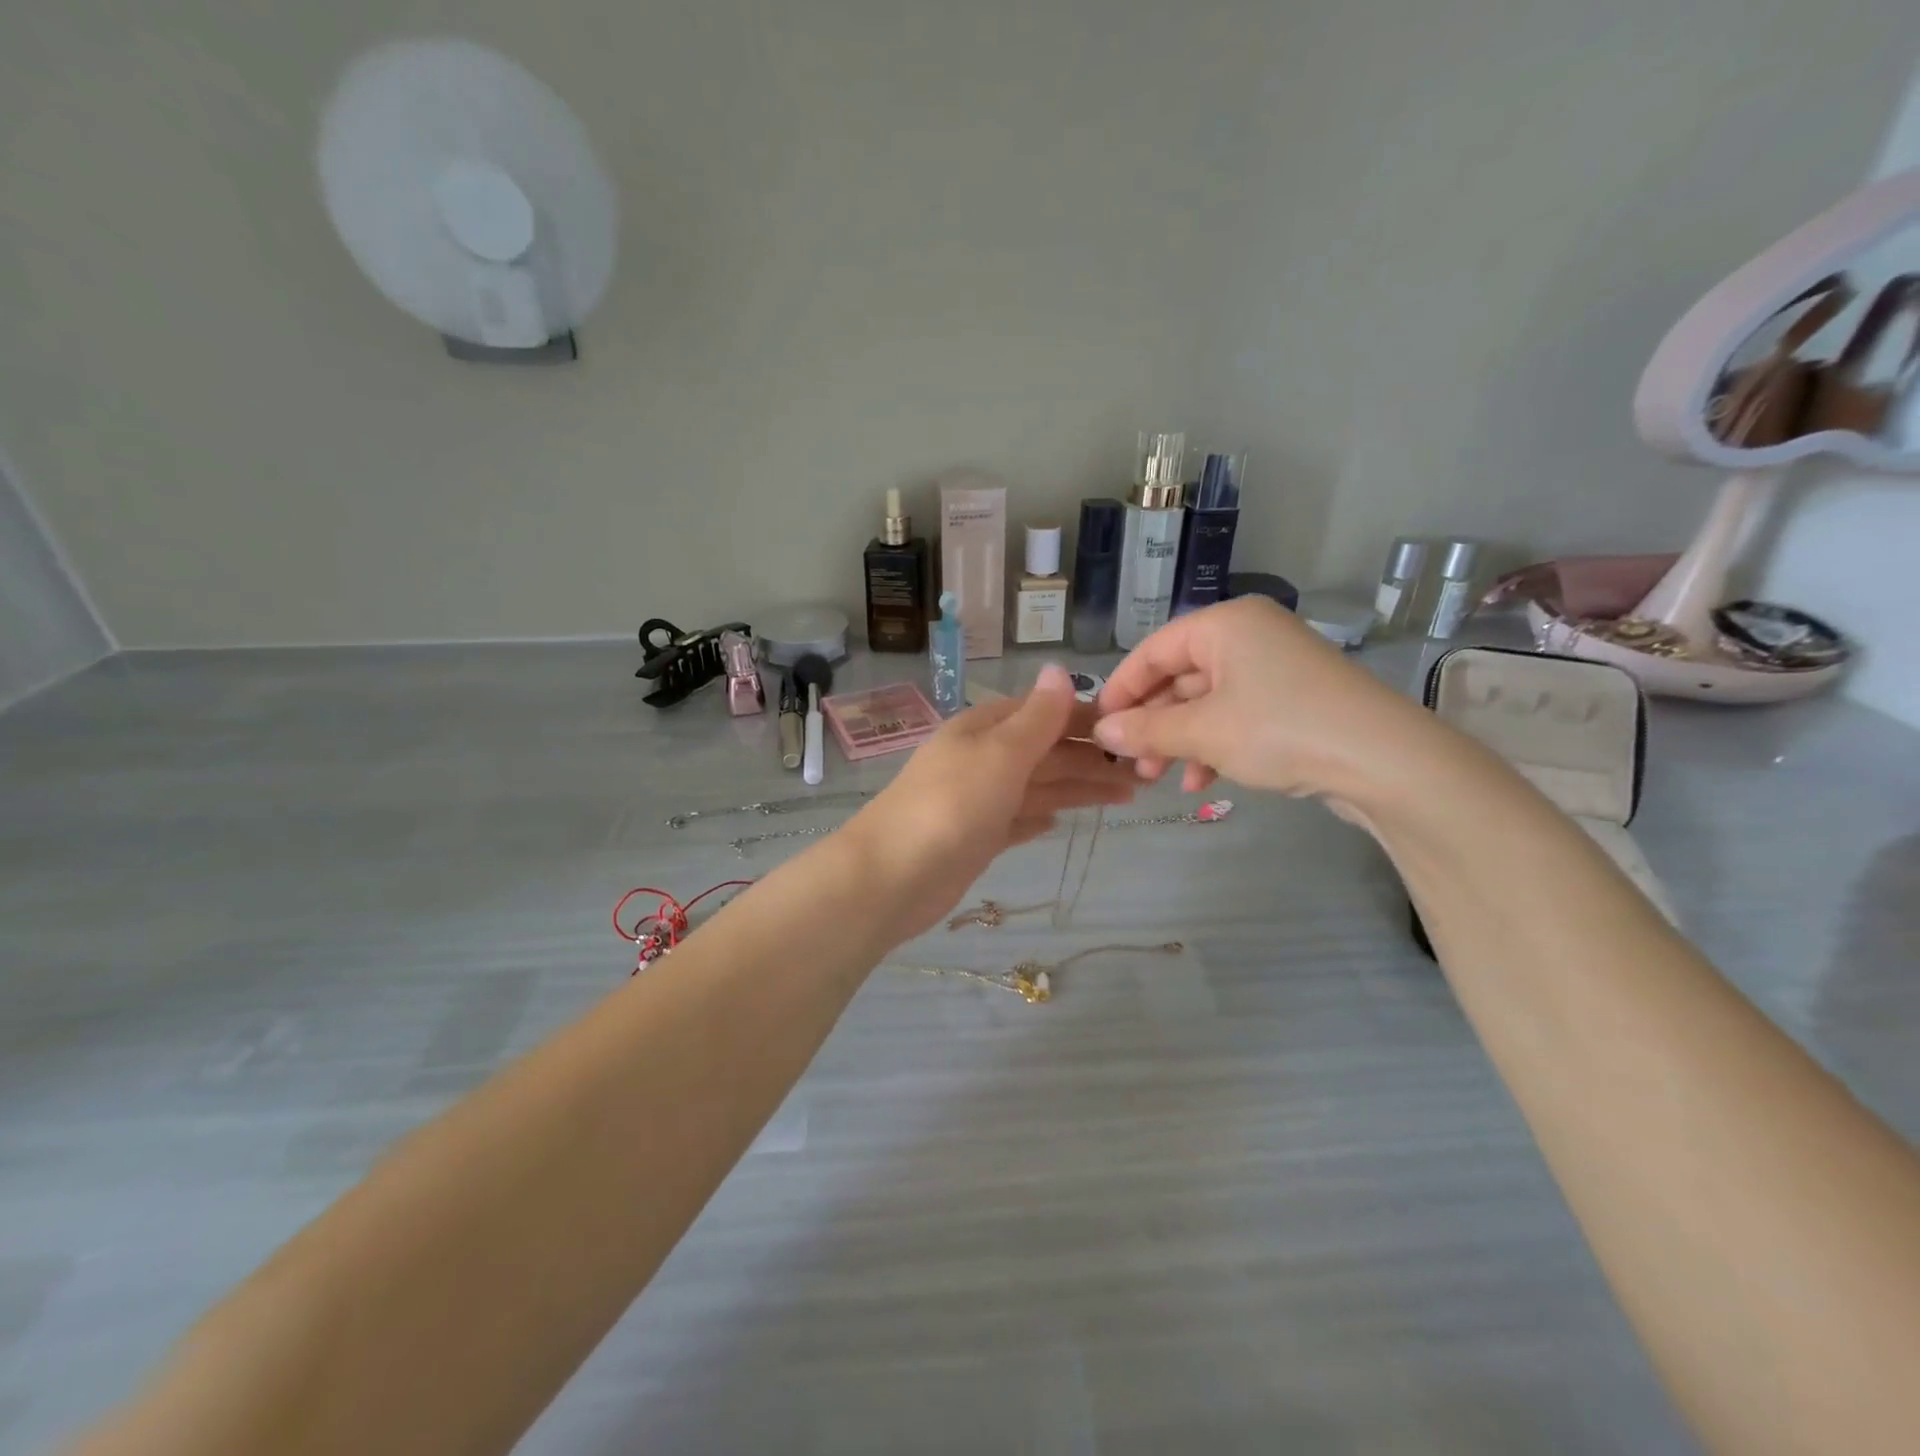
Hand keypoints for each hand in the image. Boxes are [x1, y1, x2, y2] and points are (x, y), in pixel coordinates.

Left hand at [843, 665, 1138, 941]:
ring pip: (1040, 786)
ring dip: (1080, 788)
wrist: (893, 876)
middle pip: (1047, 752)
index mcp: (985, 729)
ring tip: (1128, 795)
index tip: (1132, 729)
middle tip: (1146, 773)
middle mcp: (983, 759)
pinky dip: (1040, 817)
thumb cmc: (951, 805)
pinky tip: (1060, 821)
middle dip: (1093, 759)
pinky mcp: (977, 838)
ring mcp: (979, 800)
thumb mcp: (1000, 752)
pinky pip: (1018, 820)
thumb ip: (1036, 717)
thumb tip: (1059, 669)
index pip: (1045, 713)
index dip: (1087, 719)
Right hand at [1092, 598, 1440, 819]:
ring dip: (1179, 741)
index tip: (1099, 727)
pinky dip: (1214, 746)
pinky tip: (1203, 783)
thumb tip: (1102, 733)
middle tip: (1131, 763)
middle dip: (1152, 723)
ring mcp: (1275, 669)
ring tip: (1159, 780)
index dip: (1122, 689)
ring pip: (1206, 703)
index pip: (1154, 650)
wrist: (1384, 761)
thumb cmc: (1280, 729)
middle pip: (1180, 678)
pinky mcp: (1294, 701)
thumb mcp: (1203, 731)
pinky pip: (1237, 717)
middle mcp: (1249, 637)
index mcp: (1225, 625)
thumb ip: (1147, 730)